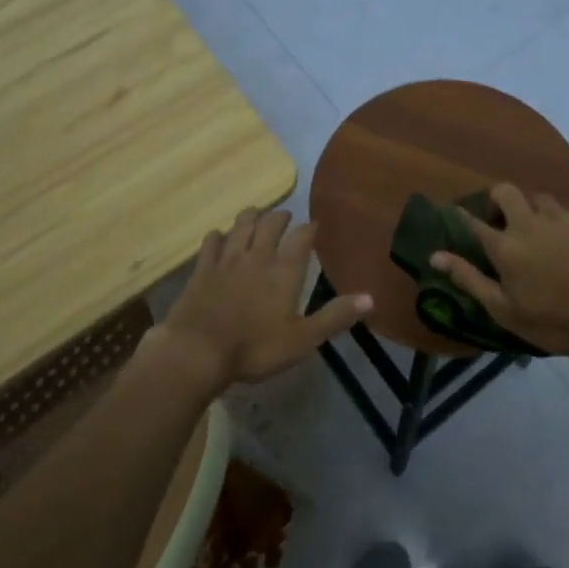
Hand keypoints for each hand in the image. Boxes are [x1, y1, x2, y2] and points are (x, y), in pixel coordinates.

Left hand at [147, 208, 371, 392]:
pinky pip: (212, 240)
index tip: (315, 225)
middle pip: (271, 222)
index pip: (302, 236)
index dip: (310, 228)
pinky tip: (220, 238)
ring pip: (242, 223)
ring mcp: (227, 258)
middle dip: (281, 216)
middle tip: (286, 217)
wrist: (197, 351)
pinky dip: (219, 235)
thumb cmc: (255, 348)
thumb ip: (335, 316)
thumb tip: (371, 298)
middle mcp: (258, 255)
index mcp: (285, 270)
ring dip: (252, 216)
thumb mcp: (302, 340)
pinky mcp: (202, 267)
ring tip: (257, 216)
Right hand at [430, 182, 568, 362]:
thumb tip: (435, 256)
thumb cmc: (551, 322)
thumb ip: (469, 278)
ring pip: (538, 198)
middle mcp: (530, 223)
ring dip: (531, 210)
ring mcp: (561, 219)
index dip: (462, 217)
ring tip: (536, 231)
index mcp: (505, 246)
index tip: (456, 215)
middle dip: (497, 200)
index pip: (474, 222)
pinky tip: (565, 241)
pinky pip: (566, 211)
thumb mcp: (503, 309)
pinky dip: (559, 221)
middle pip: (506, 192)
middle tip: (501, 222)